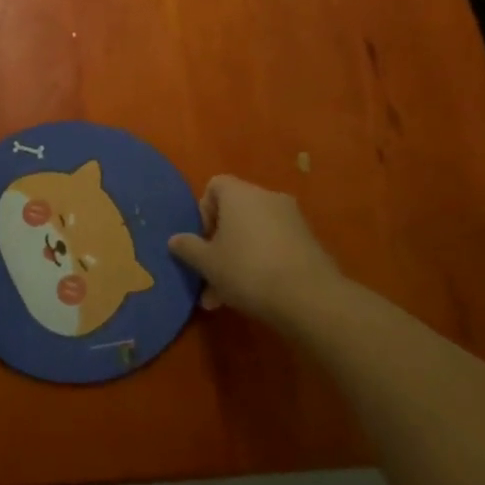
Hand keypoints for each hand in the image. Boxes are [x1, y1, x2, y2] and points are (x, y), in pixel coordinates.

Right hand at [170, 176, 343, 327]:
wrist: (310, 298)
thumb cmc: (248, 270)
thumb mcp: (208, 263)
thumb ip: (188, 248)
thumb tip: (175, 239)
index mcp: (239, 193)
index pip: (214, 186)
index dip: (203, 211)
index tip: (203, 240)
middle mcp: (267, 197)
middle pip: (235, 213)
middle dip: (219, 244)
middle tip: (210, 276)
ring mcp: (292, 218)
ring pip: (254, 234)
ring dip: (238, 259)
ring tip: (226, 298)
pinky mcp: (309, 241)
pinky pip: (275, 246)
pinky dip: (262, 263)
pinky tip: (255, 296)